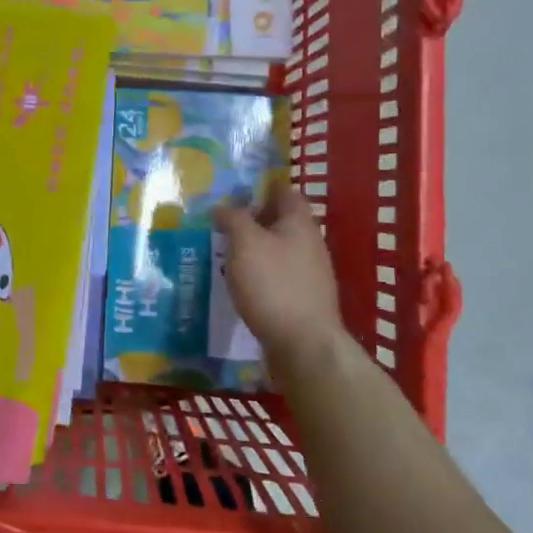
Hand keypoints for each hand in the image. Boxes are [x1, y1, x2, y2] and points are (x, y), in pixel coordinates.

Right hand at [214, 186, 349, 374]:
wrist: (304, 345)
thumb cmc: (273, 284)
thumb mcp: (245, 243)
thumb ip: (233, 218)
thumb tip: (223, 206)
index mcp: (300, 223)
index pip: (285, 192)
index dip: (262, 187)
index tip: (234, 191)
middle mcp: (310, 244)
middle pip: (281, 222)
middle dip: (254, 220)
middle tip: (222, 223)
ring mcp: (310, 274)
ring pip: (279, 250)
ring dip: (255, 249)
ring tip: (225, 254)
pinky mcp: (303, 300)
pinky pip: (279, 276)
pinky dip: (260, 274)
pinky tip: (241, 284)